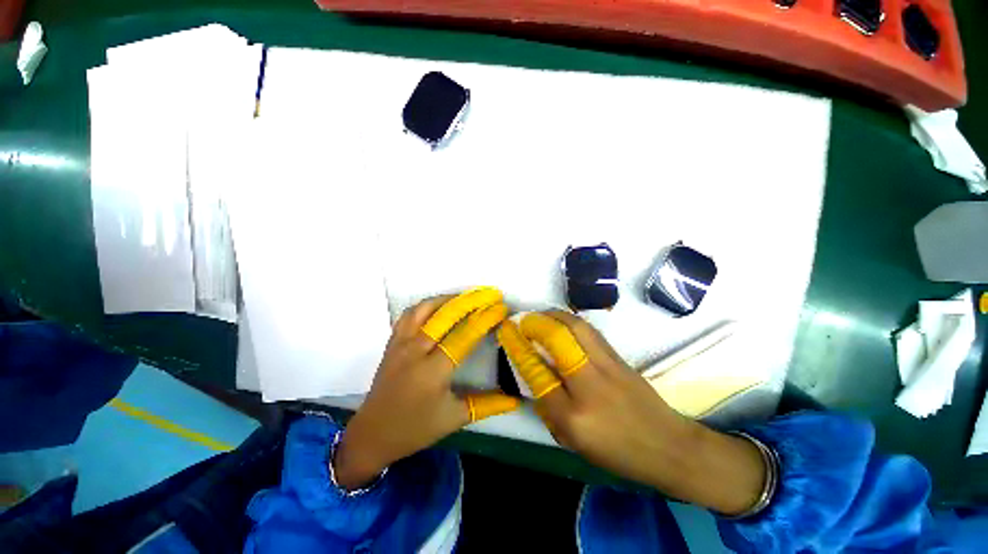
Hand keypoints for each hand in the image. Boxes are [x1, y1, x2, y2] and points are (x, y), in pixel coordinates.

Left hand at [334, 288, 520, 489]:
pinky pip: (410, 314)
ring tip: (468, 296)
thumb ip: (487, 405)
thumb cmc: (415, 428)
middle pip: (446, 315)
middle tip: (490, 293)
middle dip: (472, 300)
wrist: (372, 434)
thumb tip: (516, 398)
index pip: (465, 335)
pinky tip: (440, 305)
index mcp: (433, 371)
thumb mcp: (454, 418)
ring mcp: (401, 343)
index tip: (501, 308)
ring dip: (449, 298)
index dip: (486, 318)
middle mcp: (416, 351)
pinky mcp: (392, 341)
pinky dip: (428, 304)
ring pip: (426, 309)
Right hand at [498, 310, 766, 515]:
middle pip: (558, 340)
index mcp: (573, 417)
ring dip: (553, 315)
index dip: (518, 349)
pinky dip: (570, 320)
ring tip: (539, 314)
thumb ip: (548, 407)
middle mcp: (589, 385)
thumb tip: (532, 373)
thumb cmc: (617, 451)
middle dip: (535, 323)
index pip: (537, 374)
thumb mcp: (572, 441)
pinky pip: (589, 331)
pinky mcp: (619, 357)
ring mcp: (608, 367)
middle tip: (522, 318)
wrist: (668, 446)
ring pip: (576, 327)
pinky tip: (561, 321)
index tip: (507, 333)